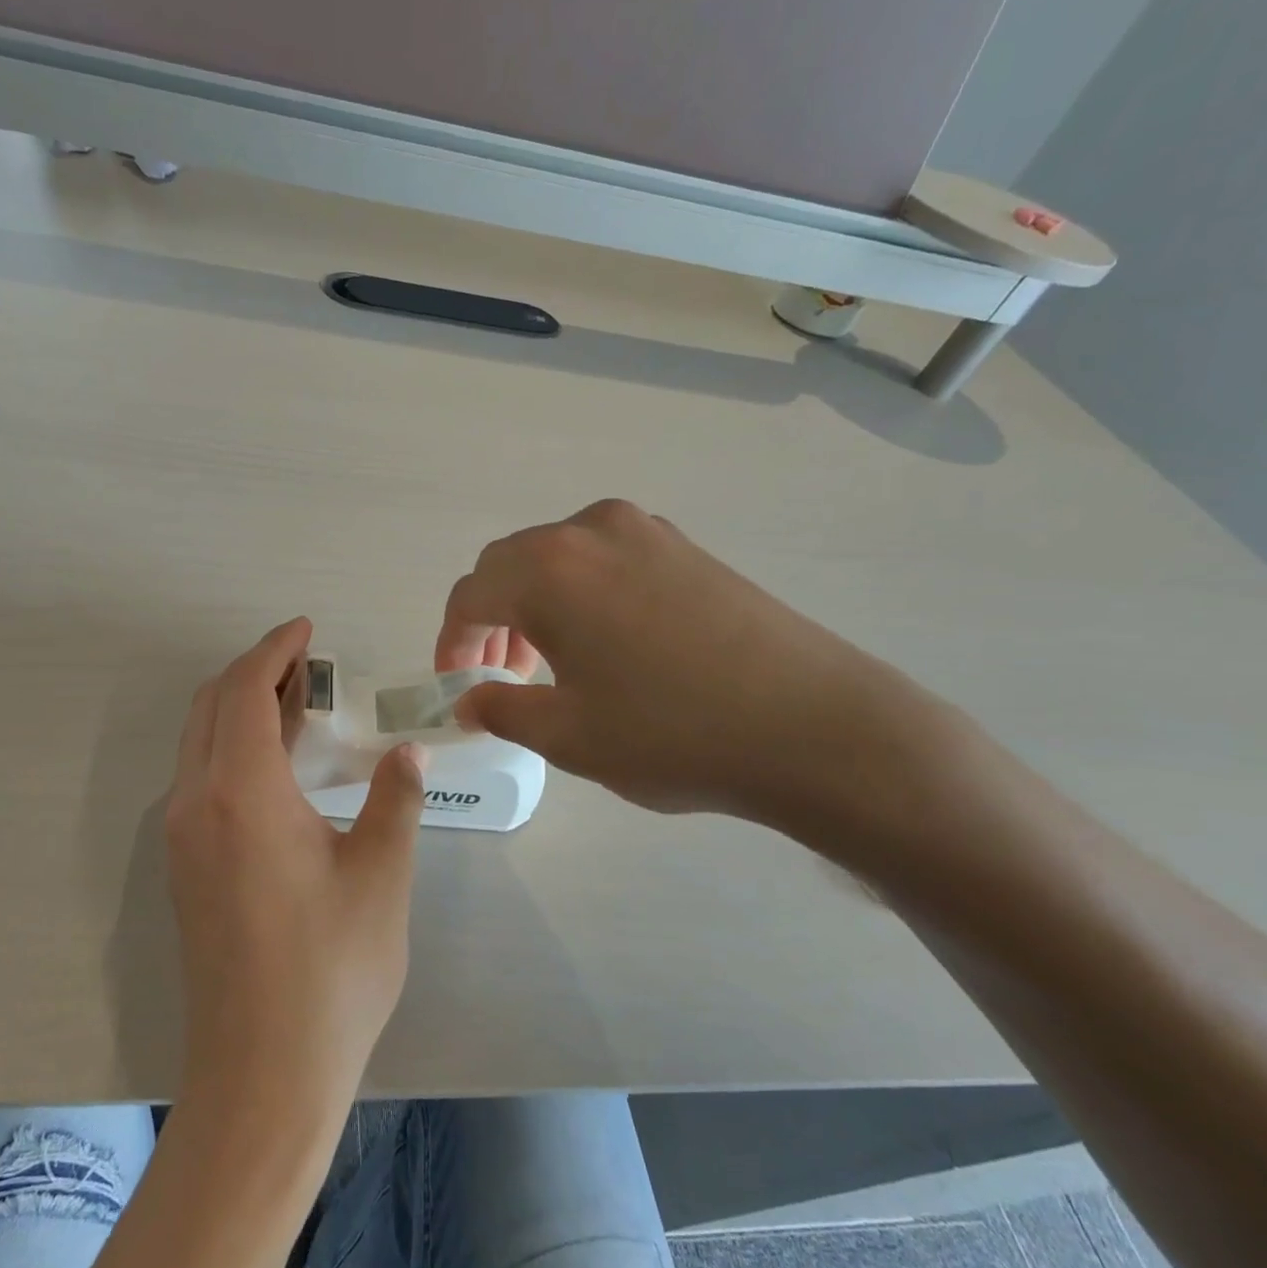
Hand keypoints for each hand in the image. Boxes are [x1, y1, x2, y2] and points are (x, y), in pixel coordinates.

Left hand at [166, 617, 426, 1126]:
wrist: (262, 1075)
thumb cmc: (331, 971)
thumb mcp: (380, 877)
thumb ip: (394, 802)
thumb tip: (406, 755)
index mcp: (241, 794)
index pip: (244, 691)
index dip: (275, 650)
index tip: (308, 631)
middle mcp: (195, 804)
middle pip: (211, 706)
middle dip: (256, 671)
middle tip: (309, 665)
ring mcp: (181, 839)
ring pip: (201, 742)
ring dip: (242, 709)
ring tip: (299, 705)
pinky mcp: (184, 869)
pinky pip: (202, 779)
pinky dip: (233, 748)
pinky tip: (279, 767)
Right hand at [435, 499, 909, 825]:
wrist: (815, 728)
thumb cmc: (671, 734)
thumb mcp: (567, 736)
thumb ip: (501, 710)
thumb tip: (470, 700)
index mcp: (548, 569)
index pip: (470, 594)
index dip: (451, 642)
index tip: (456, 683)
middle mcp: (590, 531)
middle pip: (509, 566)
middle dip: (490, 620)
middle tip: (501, 676)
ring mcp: (646, 532)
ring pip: (557, 559)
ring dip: (534, 605)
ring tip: (550, 663)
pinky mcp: (686, 547)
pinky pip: (605, 560)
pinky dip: (580, 594)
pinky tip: (604, 643)